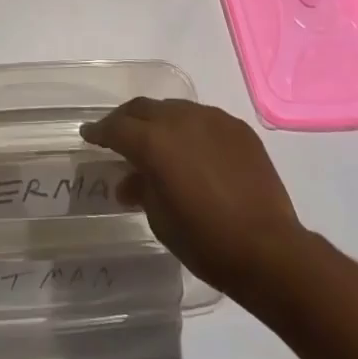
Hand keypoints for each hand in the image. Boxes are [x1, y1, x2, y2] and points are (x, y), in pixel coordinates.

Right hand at [81, 98, 305, 296]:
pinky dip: (190, 129)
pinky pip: (204, 120)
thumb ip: (142, 190)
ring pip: (174, 109)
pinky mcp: (237, 128)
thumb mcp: (161, 220)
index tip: (88, 134)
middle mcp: (179, 120)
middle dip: (126, 120)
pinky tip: (193, 149)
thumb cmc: (206, 241)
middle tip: (117, 134)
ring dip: (159, 121)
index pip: (116, 128)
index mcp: (154, 142)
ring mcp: (211, 119)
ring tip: (156, 139)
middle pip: (143, 109)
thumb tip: (129, 181)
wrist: (269, 249)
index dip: (99, 132)